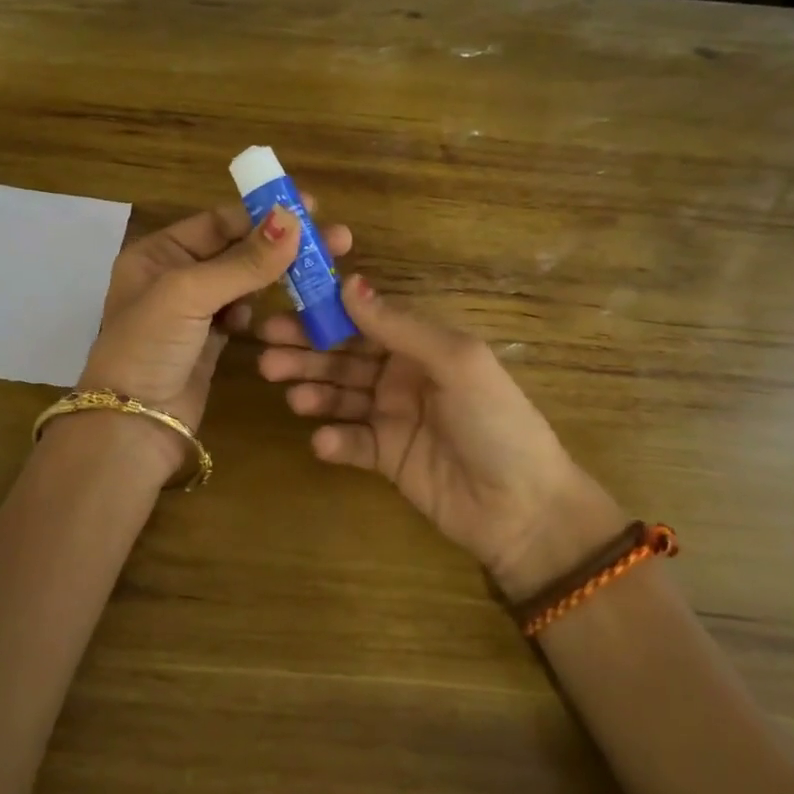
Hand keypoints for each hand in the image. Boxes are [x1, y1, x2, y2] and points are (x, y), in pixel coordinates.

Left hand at [77, 199, 352, 477]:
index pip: (218, 222)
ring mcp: (193, 310)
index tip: (311, 207)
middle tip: (336, 239)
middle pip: (236, 248)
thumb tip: (292, 219)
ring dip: (275, 275)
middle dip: (281, 243)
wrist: (133, 424)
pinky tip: (269, 313)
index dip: (262, 213)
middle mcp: (174, 275)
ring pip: (243, 281)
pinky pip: (242, 311)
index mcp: (158, 252)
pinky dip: (257, 308)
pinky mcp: (210, 340)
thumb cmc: (149, 346)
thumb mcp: (189, 294)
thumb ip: (243, 260)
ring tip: (319, 272)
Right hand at [257, 275, 625, 594]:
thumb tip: (348, 283)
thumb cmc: (496, 422)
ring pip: (341, 397)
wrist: (524, 509)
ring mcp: (393, 418)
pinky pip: (352, 442)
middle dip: (307, 355)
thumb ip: (399, 326)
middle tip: (268, 357)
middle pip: (344, 358)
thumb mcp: (456, 362)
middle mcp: (402, 375)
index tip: (283, 312)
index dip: (323, 316)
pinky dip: (335, 439)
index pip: (363, 322)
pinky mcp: (386, 458)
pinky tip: (325, 441)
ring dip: (314, 393)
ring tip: (293, 396)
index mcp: (422, 345)